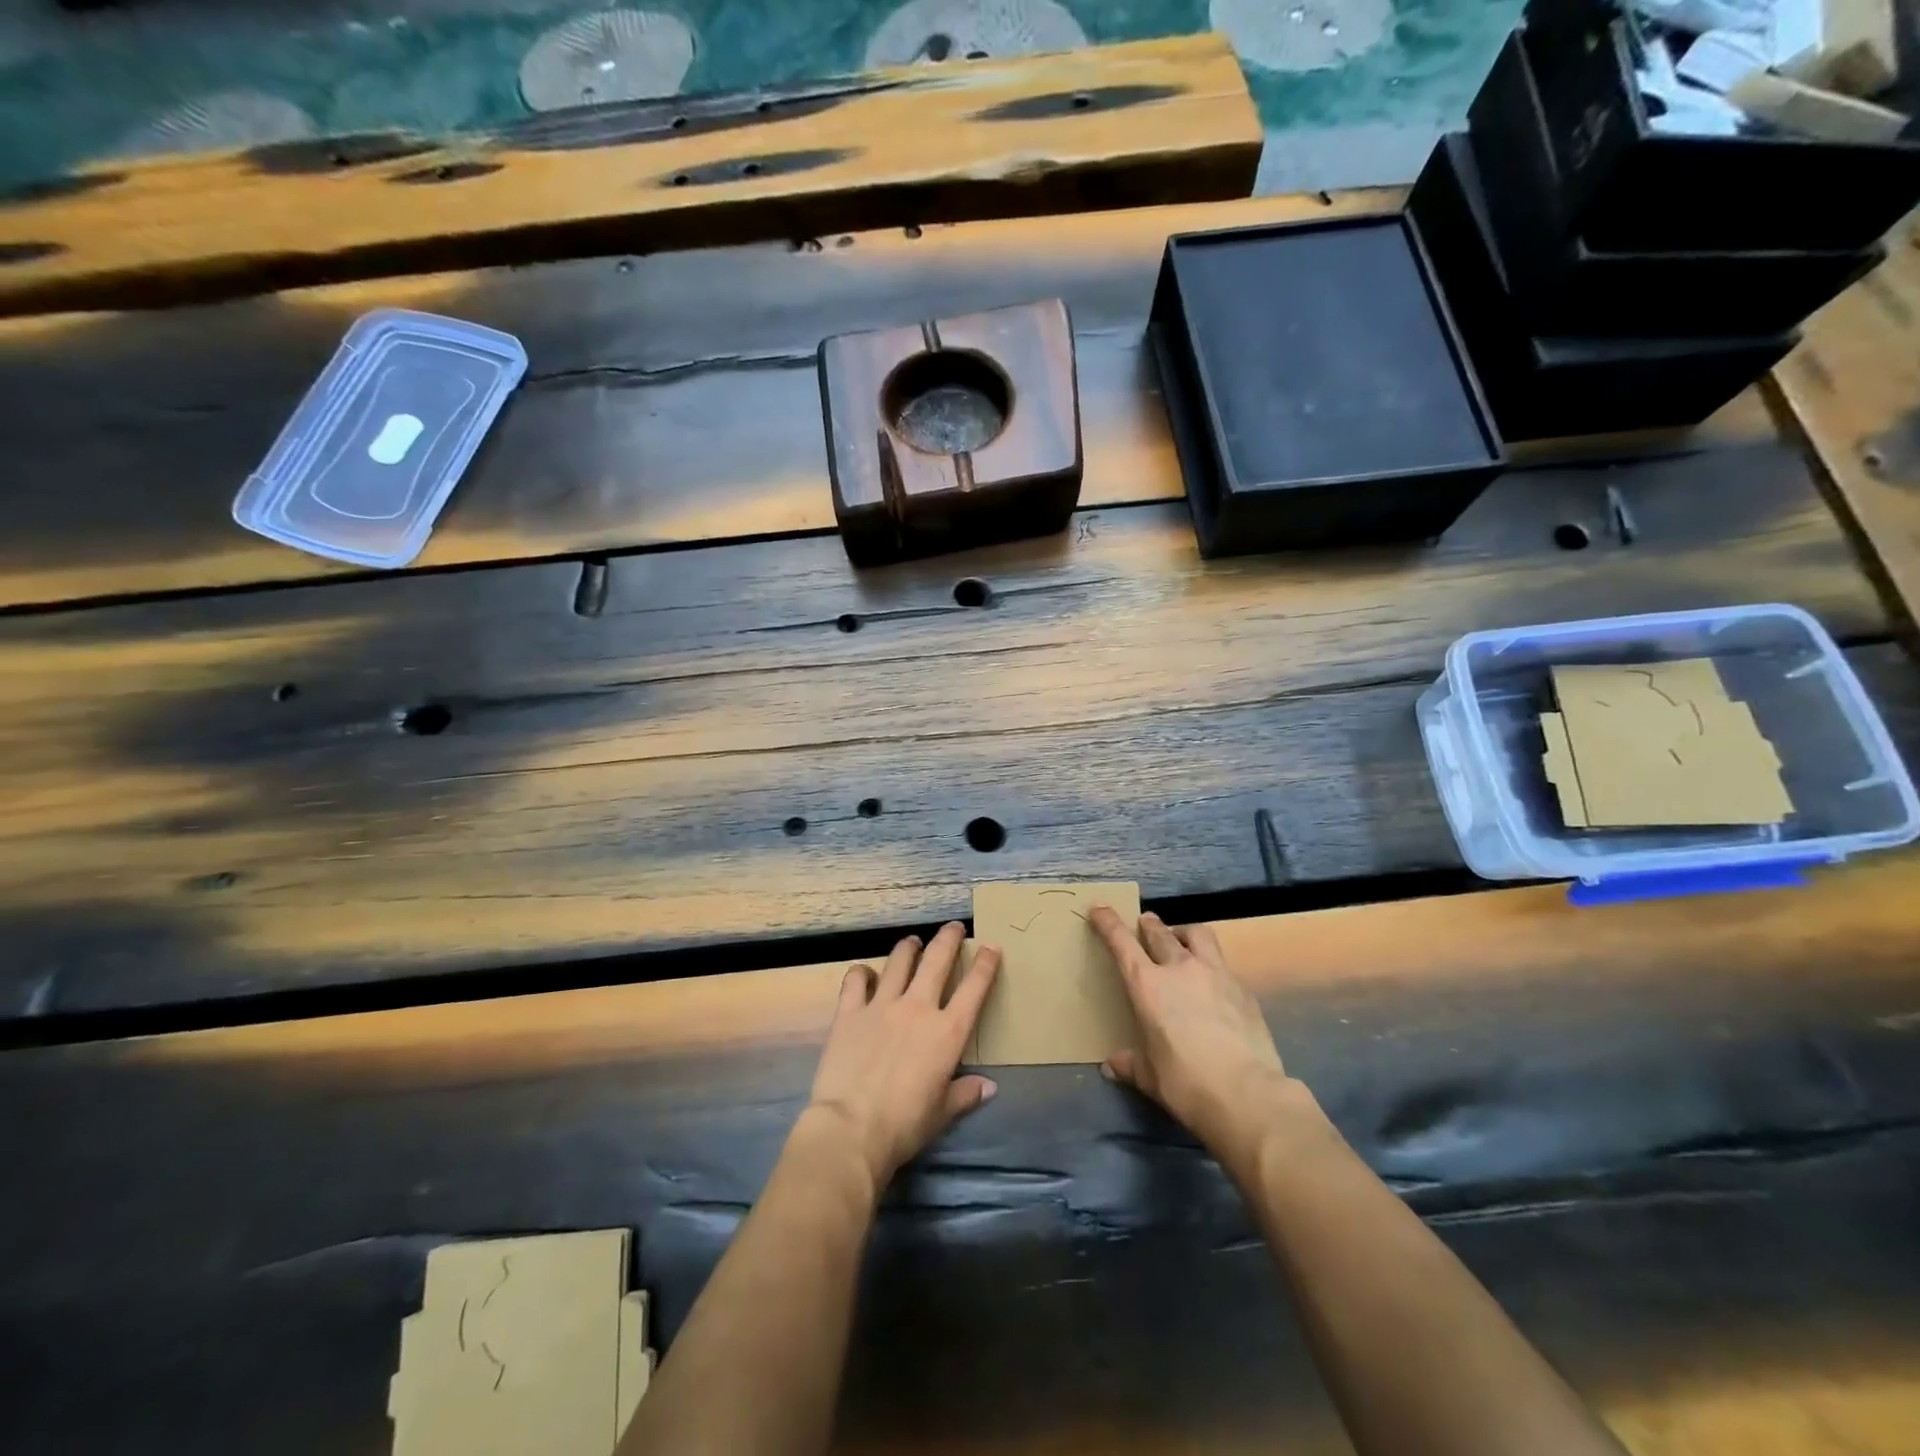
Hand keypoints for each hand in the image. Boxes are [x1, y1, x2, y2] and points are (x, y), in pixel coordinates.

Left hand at [805, 922, 1000, 1190]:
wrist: (852, 1128)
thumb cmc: (905, 1125)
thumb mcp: (942, 1113)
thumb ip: (965, 1093)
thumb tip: (989, 1086)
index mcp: (947, 1032)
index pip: (974, 988)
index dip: (986, 963)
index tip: (991, 946)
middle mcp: (917, 1008)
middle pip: (937, 960)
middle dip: (948, 938)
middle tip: (954, 927)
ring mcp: (881, 1005)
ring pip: (899, 961)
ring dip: (909, 947)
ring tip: (913, 942)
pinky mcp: (850, 1011)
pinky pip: (856, 979)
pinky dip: (863, 972)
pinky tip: (865, 974)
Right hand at [1090, 908, 1293, 1165]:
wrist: (1248, 1094)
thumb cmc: (1186, 1084)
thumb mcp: (1150, 1077)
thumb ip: (1130, 1065)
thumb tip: (1112, 1066)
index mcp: (1147, 985)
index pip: (1122, 942)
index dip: (1108, 922)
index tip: (1099, 908)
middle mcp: (1180, 968)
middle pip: (1160, 932)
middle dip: (1148, 925)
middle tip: (1144, 923)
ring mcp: (1215, 973)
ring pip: (1197, 934)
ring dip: (1183, 932)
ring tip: (1181, 940)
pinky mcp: (1243, 988)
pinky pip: (1222, 964)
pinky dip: (1211, 964)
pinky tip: (1212, 983)